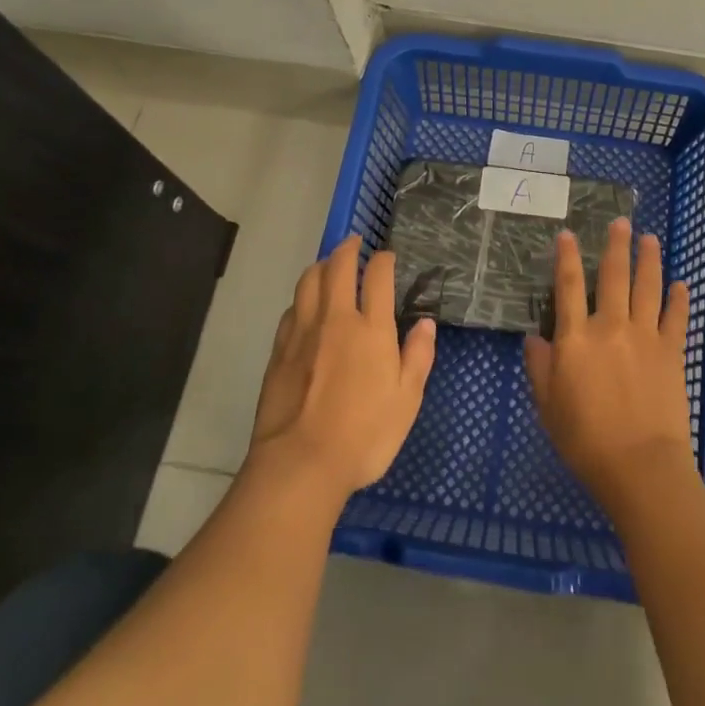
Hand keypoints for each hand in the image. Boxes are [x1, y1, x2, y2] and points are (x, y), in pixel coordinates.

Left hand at [249, 236, 436, 500]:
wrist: (301, 463)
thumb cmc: (365, 434)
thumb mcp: (407, 400)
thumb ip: (418, 356)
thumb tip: (425, 323)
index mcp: (372, 329)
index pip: (377, 276)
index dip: (383, 260)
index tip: (387, 256)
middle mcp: (336, 319)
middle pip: (338, 267)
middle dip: (348, 248)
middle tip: (354, 242)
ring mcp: (303, 332)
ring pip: (308, 282)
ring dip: (320, 265)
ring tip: (328, 264)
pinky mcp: (279, 351)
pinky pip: (291, 309)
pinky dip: (302, 297)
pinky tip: (305, 305)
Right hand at [524, 217, 693, 510]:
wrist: (639, 465)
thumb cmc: (585, 439)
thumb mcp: (547, 406)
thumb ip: (540, 367)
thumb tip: (534, 338)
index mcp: (576, 338)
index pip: (569, 286)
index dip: (567, 257)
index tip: (568, 234)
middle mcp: (611, 327)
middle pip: (614, 276)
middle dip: (616, 246)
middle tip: (621, 222)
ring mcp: (645, 336)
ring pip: (647, 287)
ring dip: (649, 260)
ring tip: (650, 239)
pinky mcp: (671, 352)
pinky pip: (676, 317)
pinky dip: (679, 298)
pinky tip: (681, 283)